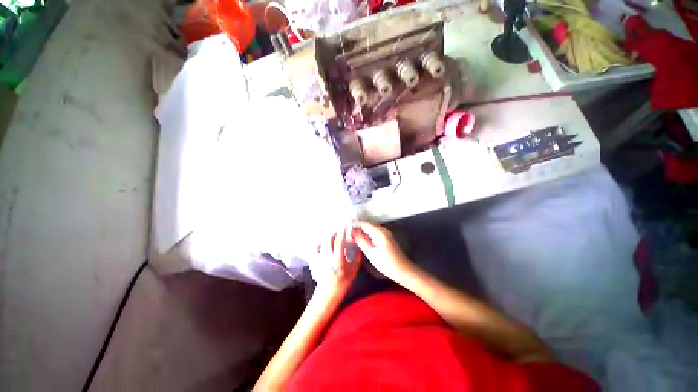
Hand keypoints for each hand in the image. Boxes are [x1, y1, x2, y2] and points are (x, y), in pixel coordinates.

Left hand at [310, 227, 361, 298]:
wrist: (327, 293)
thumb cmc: (343, 283)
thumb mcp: (353, 271)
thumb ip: (357, 258)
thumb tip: (358, 246)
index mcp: (337, 260)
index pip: (339, 243)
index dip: (342, 233)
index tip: (346, 227)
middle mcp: (327, 257)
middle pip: (329, 239)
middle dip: (335, 232)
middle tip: (340, 230)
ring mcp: (319, 258)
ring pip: (322, 242)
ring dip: (328, 237)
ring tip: (333, 235)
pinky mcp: (313, 260)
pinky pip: (315, 247)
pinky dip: (320, 243)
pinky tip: (324, 243)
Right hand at [350, 221, 413, 284]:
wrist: (402, 270)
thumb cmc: (386, 262)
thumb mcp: (370, 252)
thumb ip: (360, 240)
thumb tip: (351, 233)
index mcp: (379, 232)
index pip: (364, 224)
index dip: (355, 224)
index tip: (346, 227)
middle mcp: (383, 230)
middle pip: (368, 225)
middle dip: (358, 227)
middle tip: (348, 232)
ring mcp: (386, 234)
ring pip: (372, 228)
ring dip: (363, 231)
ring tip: (353, 236)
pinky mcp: (387, 238)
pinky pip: (375, 232)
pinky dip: (368, 234)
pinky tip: (363, 240)